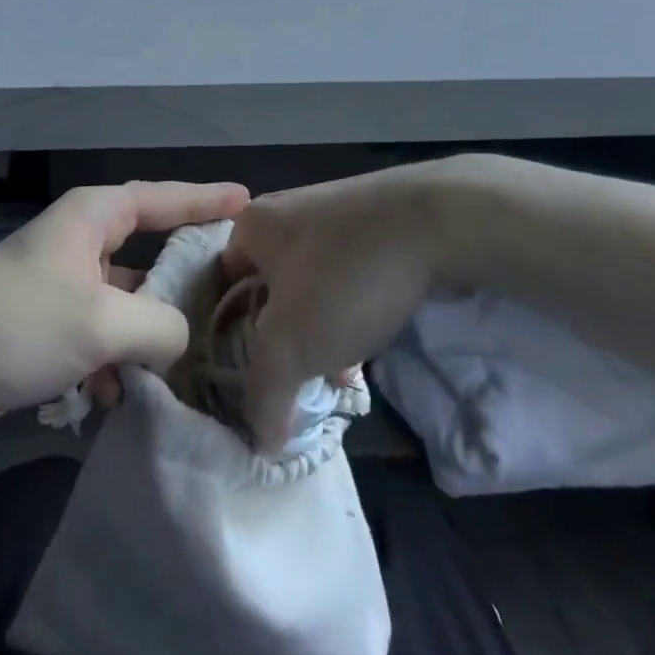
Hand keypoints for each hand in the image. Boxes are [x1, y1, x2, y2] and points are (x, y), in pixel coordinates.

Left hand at [0, 180, 249, 439]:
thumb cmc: (16, 323)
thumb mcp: (101, 322)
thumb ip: (161, 326)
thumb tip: (182, 339)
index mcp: (94, 217)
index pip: (165, 198)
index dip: (208, 199)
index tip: (249, 201)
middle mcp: (83, 243)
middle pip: (152, 253)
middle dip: (186, 280)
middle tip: (236, 295)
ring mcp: (66, 287)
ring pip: (129, 304)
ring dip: (149, 337)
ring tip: (189, 367)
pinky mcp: (51, 328)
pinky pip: (103, 338)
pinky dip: (114, 364)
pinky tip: (115, 397)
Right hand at [222, 161, 454, 448]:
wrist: (435, 221)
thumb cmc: (344, 277)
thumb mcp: (289, 346)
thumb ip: (264, 395)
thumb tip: (262, 442)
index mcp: (251, 225)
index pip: (219, 287)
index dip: (224, 337)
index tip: (241, 380)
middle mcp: (284, 212)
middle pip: (266, 289)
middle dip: (278, 340)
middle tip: (291, 382)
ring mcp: (330, 214)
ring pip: (308, 287)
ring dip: (315, 332)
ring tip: (334, 375)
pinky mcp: (370, 223)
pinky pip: (343, 277)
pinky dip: (346, 312)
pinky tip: (366, 346)